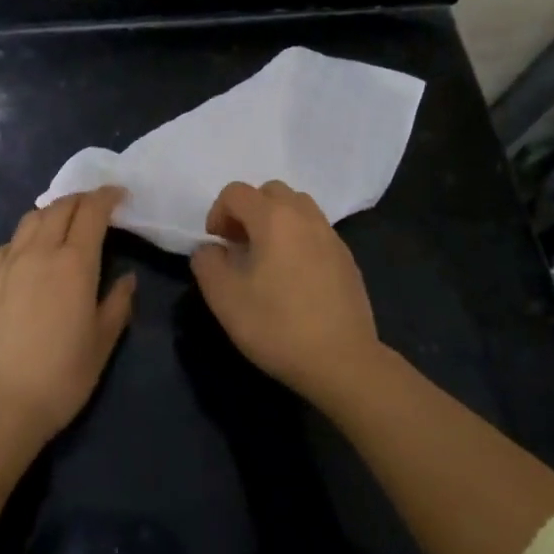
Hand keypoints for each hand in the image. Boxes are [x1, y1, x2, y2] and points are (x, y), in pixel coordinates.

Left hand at [0, 188, 135, 442]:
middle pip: (61, 206)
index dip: (108, 196)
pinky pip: (8, 243)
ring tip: (62, 223)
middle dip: (82, 199)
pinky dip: (25, 237)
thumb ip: (118, 304)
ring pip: (31, 219)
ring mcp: (8, 262)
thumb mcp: (102, 343)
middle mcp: (40, 251)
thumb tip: (126, 278)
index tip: (120, 195)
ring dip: (52, 212)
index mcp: (75, 262)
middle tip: (95, 207)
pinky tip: (28, 253)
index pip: (93, 211)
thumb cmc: (60, 375)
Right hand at [189, 181, 381, 403]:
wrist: (342, 361)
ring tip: (267, 257)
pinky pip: (316, 231)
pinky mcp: (347, 258)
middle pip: (271, 191)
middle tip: (240, 245)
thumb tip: (210, 249)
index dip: (218, 212)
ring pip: (298, 207)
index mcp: (273, 218)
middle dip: (249, 210)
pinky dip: (298, 238)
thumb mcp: (224, 298)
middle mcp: (305, 216)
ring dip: (276, 220)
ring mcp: (331, 236)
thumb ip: (207, 263)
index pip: (236, 192)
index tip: (217, 244)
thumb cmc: (277, 326)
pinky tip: (294, 276)